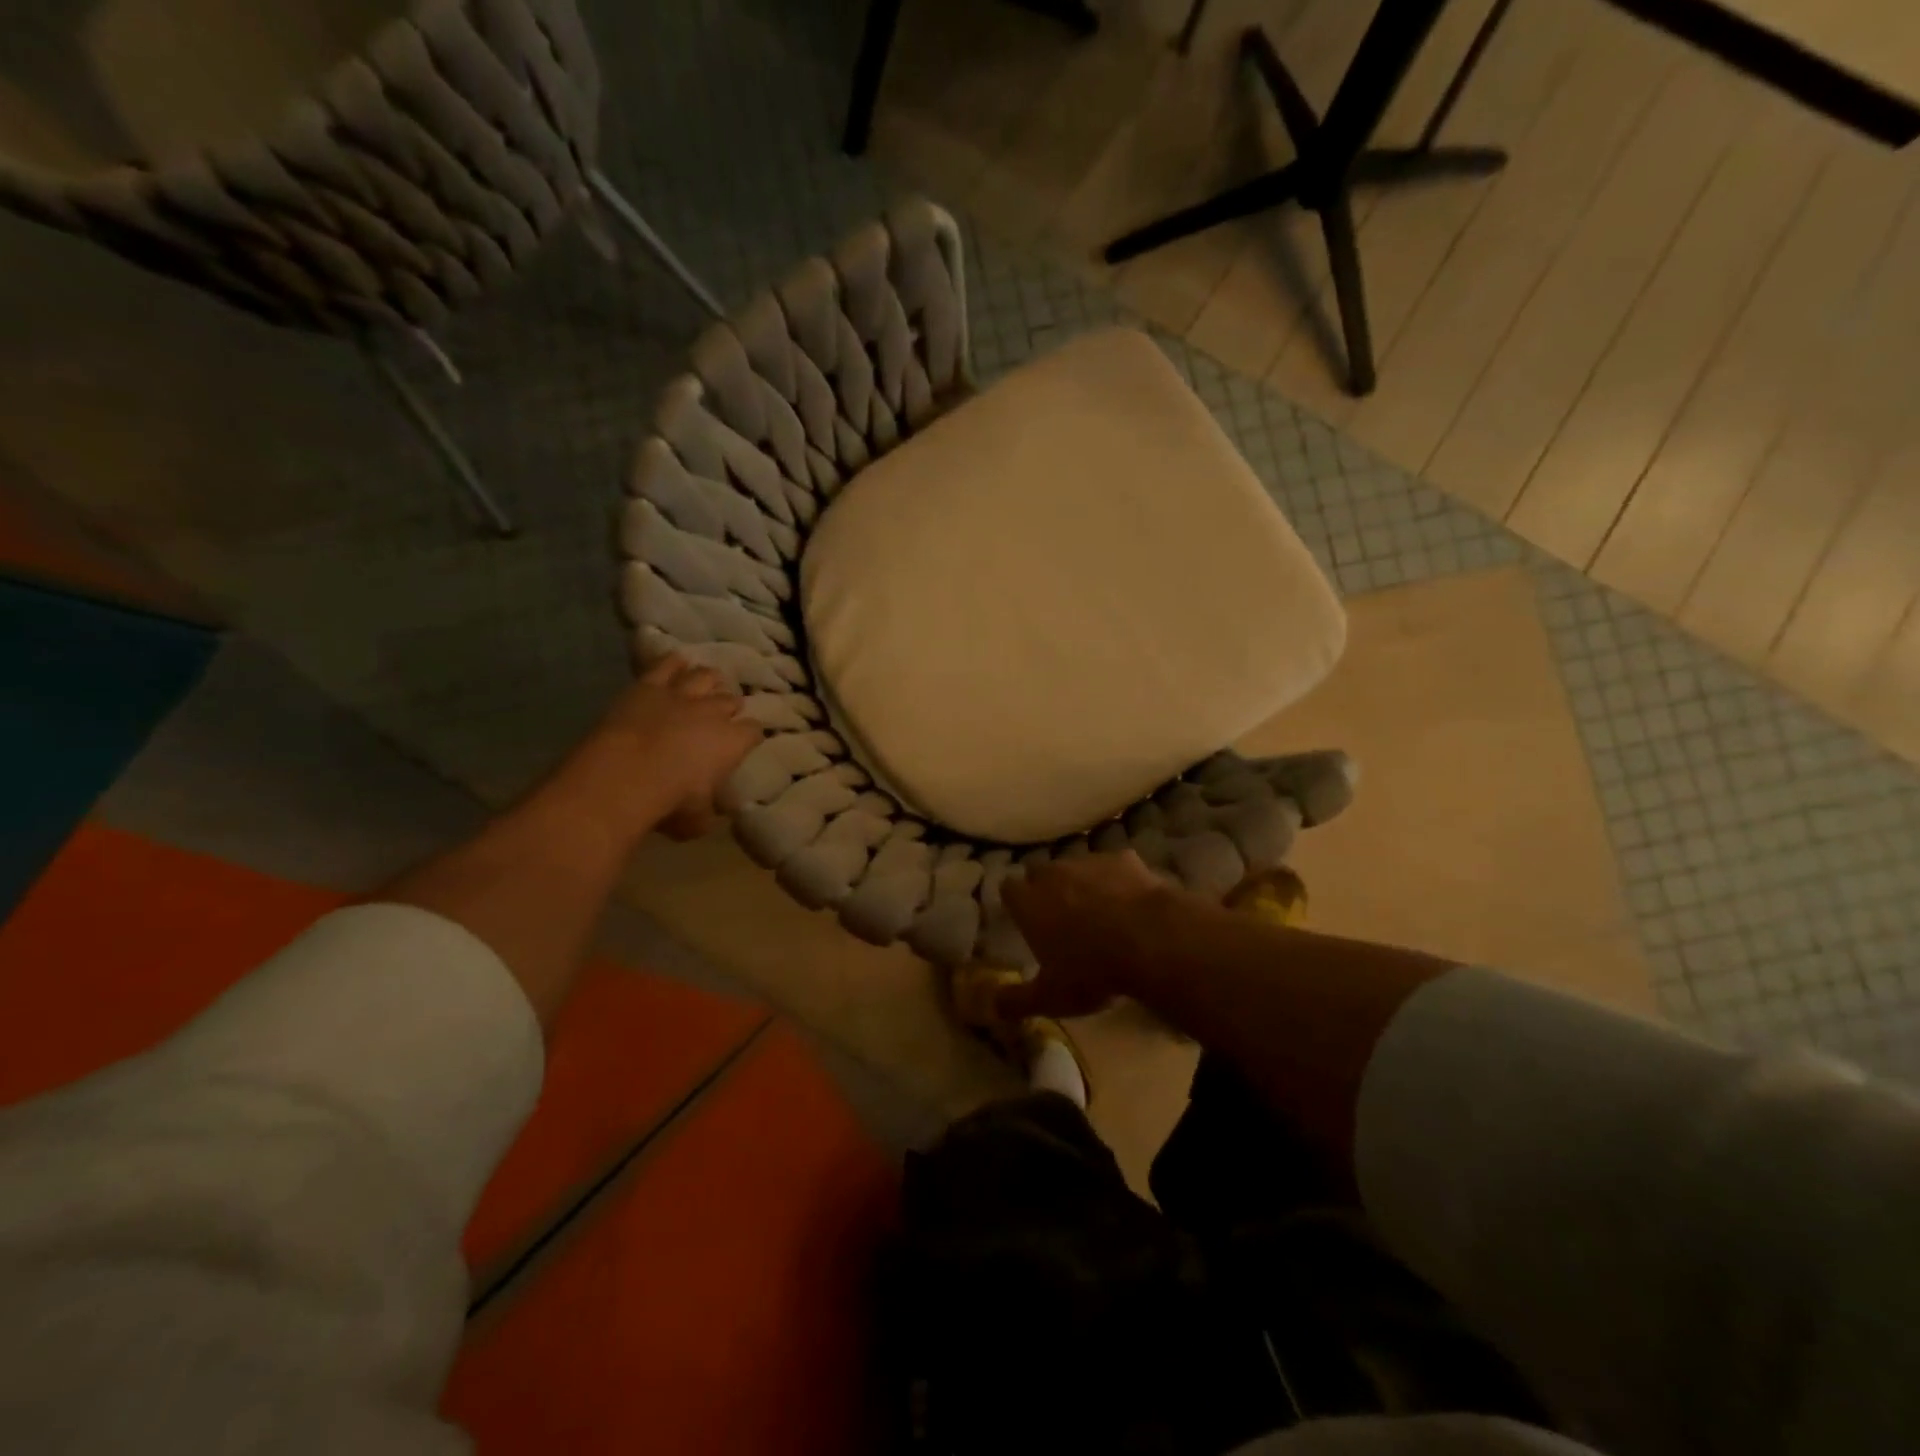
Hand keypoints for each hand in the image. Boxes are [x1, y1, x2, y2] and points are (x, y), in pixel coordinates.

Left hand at [585, 654, 762, 839]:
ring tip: (708, 683)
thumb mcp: (697, 821)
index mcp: (732, 742)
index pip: (753, 731)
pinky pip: (666, 665)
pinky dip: (673, 662)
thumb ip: (707, 813)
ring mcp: (680, 695)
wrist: (622, 777)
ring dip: (708, 680)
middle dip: (730, 706)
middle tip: (724, 713)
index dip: (750, 735)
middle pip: (730, 700)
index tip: (746, 741)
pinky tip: (677, 660)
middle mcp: (712, 713)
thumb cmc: (669, 803)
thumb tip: (708, 814)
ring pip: (704, 677)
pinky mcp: (647, 687)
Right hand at [997, 851, 1180, 1020]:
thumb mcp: (1051, 998)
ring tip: (1098, 908)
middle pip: (1040, 872)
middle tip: (1059, 914)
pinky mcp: (1124, 859)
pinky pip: (1114, 867)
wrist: (1150, 940)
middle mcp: (1053, 874)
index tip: (1022, 915)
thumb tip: (990, 1006)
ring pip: (1077, 866)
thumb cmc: (1091, 971)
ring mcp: (1089, 862)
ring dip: (1082, 882)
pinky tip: (1131, 901)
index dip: (1015, 900)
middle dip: (1046, 888)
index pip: (1008, 888)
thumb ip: (1016, 1001)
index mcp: (1029, 903)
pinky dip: (1117, 880)